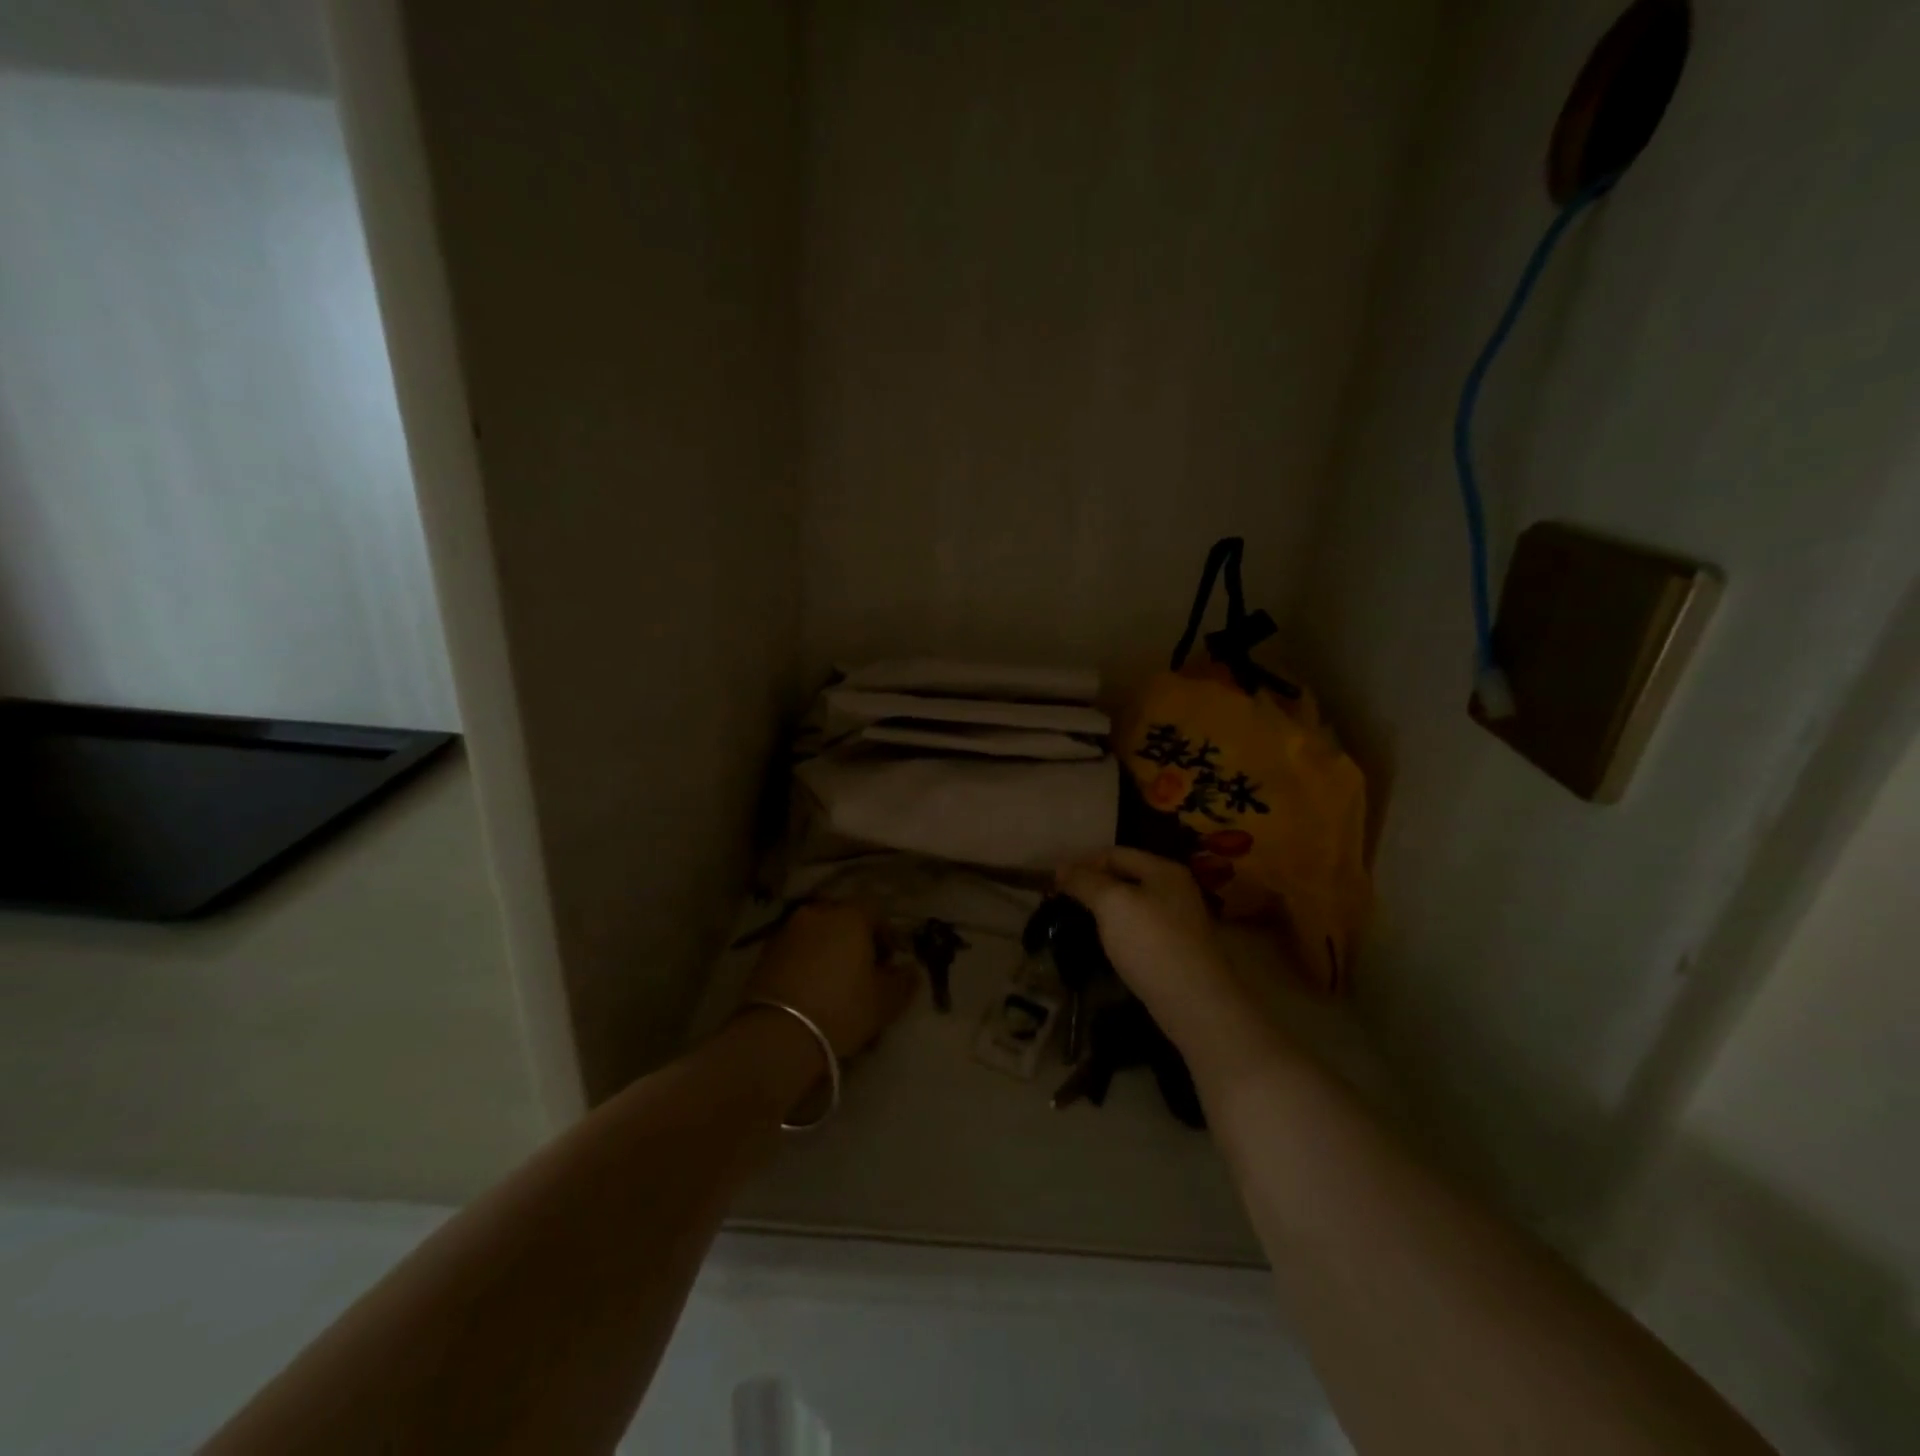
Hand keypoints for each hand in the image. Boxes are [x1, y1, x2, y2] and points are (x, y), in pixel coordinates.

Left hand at [744, 902, 915, 1058]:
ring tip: (834, 982)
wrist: (777, 1033)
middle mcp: (818, 913)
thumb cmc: (841, 1008)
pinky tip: (810, 989)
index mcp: (850, 916)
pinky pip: (796, 949)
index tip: (890, 962)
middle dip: (856, 939)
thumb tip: (910, 970)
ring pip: (818, 933)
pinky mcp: (765, 952)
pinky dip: (806, 961)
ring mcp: (788, 931)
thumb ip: (903, 981)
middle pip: (844, 919)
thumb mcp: (884, 1001)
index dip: (886, 935)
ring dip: (829, 949)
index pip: (876, 912)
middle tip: (863, 970)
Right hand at [1056, 848, 1250, 1057]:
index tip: (1053, 881)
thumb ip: (1085, 881)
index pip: (1114, 853)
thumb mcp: (1112, 903)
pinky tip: (1102, 943)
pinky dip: (1117, 930)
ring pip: (1130, 904)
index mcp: (1163, 870)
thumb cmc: (1151, 943)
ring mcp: (1177, 921)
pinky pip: (1138, 929)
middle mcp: (1174, 889)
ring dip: (1103, 909)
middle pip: (1124, 877)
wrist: (1194, 1003)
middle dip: (1092, 885)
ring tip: (1075, 920)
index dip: (1082, 862)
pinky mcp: (1174, 949)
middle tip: (1060, 900)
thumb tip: (1060, 868)